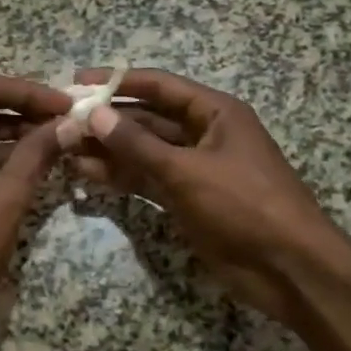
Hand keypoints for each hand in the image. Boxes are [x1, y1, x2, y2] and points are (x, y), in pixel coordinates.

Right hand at [69, 68, 345, 327]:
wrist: (288, 268)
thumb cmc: (244, 205)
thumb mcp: (187, 170)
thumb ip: (138, 144)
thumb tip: (94, 115)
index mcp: (215, 113)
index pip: (159, 87)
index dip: (118, 81)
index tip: (78, 82)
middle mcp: (203, 134)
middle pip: (147, 119)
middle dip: (107, 120)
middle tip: (63, 121)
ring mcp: (194, 169)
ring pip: (143, 152)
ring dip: (108, 150)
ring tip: (65, 148)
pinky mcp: (186, 199)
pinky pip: (147, 180)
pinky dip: (121, 177)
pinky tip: (87, 174)